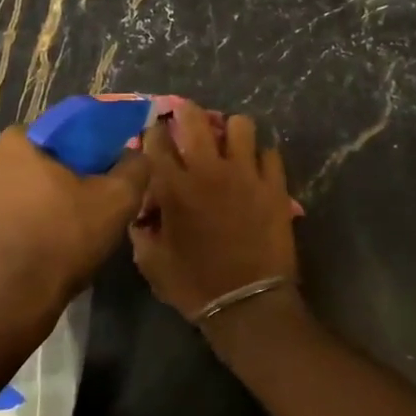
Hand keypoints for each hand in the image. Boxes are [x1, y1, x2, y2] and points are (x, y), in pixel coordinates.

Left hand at [0, 126, 150, 348]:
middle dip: (64, 177)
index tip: (104, 172)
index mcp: (17, 142)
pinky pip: (5, 218)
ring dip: (42, 202)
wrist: (10, 302)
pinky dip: (24, 226)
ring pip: (21, 190)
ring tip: (69, 229)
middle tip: (91, 202)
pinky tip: (44, 248)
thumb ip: (134, 167)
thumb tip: (136, 154)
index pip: (61, 131)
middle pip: (40, 161)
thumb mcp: (117, 199)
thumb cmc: (63, 238)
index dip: (88, 150)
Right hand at [130, 101, 300, 321]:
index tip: (154, 134)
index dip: (153, 132)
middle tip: (187, 117)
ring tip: (229, 143)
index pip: (156, 141)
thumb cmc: (194, 285)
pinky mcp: (274, 186)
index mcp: (173, 187)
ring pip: (240, 125)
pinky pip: (270, 153)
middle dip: (186, 111)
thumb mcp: (152, 262)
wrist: (247, 304)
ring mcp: (245, 174)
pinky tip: (256, 170)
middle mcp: (208, 170)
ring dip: (231, 131)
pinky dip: (261, 158)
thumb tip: (140, 211)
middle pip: (195, 118)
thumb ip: (141, 229)